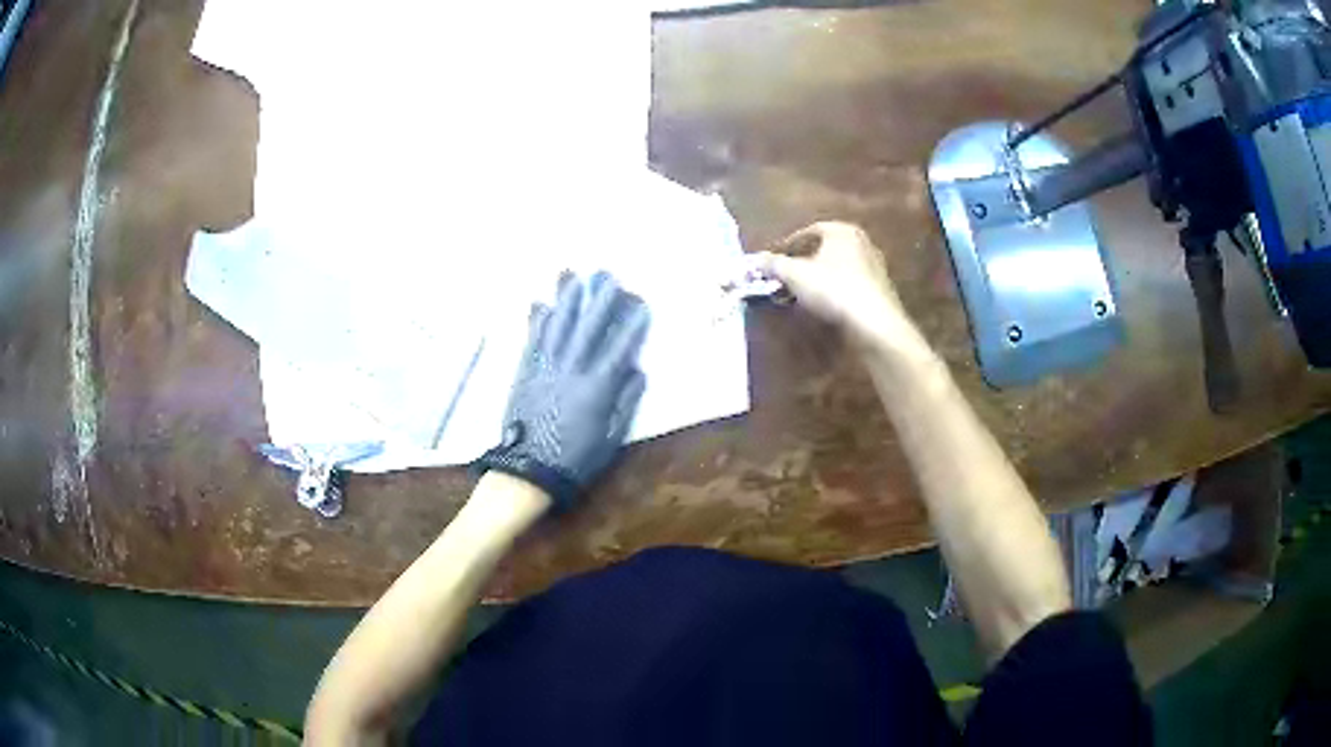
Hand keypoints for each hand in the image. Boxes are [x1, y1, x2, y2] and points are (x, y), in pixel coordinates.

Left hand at [474, 272, 649, 508]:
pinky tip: (541, 302)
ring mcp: (545, 368)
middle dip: (600, 298)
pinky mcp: (524, 371)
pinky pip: (532, 339)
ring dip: (566, 299)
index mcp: (597, 389)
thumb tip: (637, 370)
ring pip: (558, 326)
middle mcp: (571, 370)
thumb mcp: (611, 438)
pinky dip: (537, 320)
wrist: (527, 470)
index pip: (619, 348)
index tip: (641, 301)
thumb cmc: (575, 460)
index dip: (631, 323)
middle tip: (608, 274)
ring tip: (572, 273)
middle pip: (588, 327)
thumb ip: (625, 402)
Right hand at [756, 222, 911, 348]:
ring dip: (820, 277)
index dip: (790, 244)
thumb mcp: (795, 275)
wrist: (874, 323)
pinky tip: (826, 305)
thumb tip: (754, 259)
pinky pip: (851, 284)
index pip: (810, 231)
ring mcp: (875, 266)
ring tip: (803, 294)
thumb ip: (773, 264)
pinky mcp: (880, 290)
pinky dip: (836, 290)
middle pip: (826, 249)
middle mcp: (862, 242)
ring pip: (839, 267)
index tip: (776, 260)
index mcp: (842, 231)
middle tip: (787, 277)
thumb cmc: (833, 289)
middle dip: (805, 261)